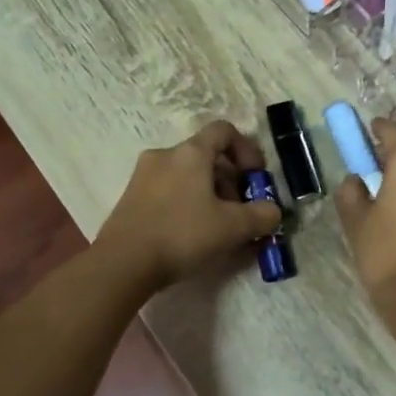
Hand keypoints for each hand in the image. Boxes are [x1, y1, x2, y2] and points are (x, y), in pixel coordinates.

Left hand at [96, 120, 282, 292]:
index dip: (247, 150)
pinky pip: (168, 191)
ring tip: (217, 228)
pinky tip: (191, 234)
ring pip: (187, 175)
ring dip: (209, 194)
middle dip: (230, 181)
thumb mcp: (233, 228)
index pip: (224, 131)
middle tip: (240, 212)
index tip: (255, 178)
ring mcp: (143, 176)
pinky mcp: (130, 198)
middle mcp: (164, 155)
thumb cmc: (182, 235)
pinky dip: (186, 203)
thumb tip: (273, 211)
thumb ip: (262, 215)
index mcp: (190, 152)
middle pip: (206, 156)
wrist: (122, 263)